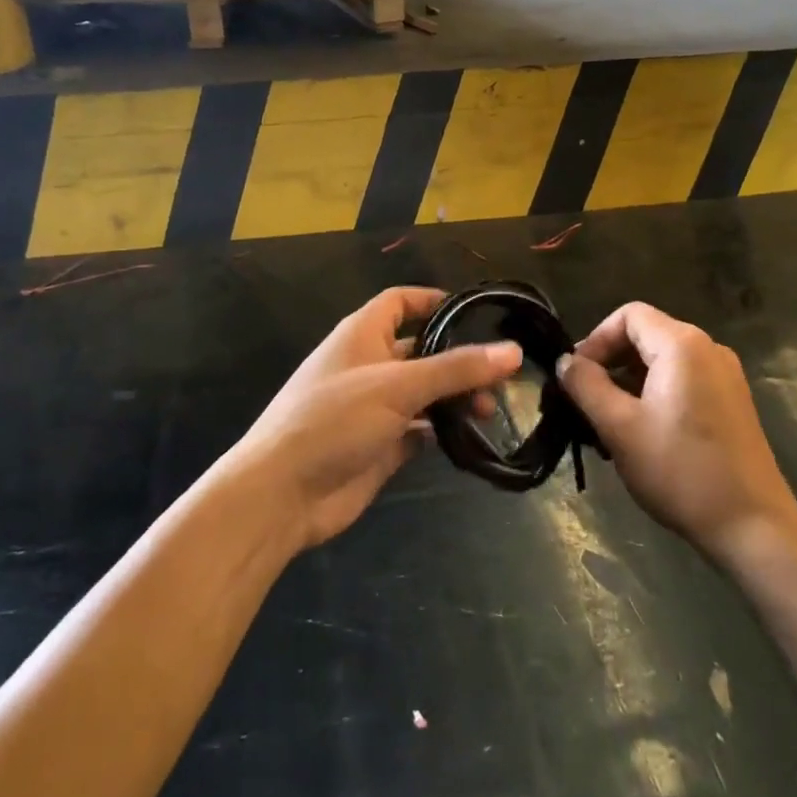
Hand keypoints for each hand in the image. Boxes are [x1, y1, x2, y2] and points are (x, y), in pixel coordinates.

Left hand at [232, 287, 521, 550]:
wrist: (282, 495)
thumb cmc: (334, 420)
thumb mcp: (398, 386)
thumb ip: (456, 369)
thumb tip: (514, 351)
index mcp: (362, 334)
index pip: (401, 302)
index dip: (434, 301)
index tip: (476, 312)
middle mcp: (368, 365)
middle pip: (421, 350)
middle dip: (458, 359)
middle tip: (499, 377)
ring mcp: (373, 408)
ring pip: (424, 393)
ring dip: (455, 398)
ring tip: (489, 412)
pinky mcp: (379, 446)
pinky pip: (419, 430)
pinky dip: (441, 432)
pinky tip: (469, 440)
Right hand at [558, 302, 796, 562]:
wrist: (754, 528)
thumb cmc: (681, 471)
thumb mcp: (619, 428)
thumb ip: (586, 386)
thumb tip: (565, 361)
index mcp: (683, 345)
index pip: (628, 315)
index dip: (595, 339)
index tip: (577, 376)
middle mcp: (708, 349)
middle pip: (646, 336)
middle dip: (610, 363)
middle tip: (586, 402)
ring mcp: (725, 376)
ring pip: (663, 362)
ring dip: (629, 383)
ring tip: (609, 424)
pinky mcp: (732, 403)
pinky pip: (683, 381)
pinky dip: (655, 395)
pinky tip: (642, 434)